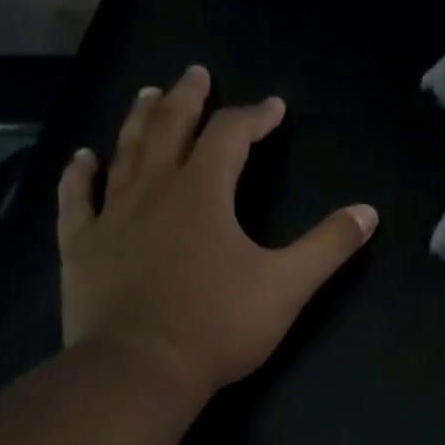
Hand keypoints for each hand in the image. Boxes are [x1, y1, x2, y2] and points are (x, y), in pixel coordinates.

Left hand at [57, 65, 377, 400]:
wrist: (138, 370)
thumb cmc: (217, 324)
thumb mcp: (287, 285)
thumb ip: (329, 245)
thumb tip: (368, 212)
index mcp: (203, 193)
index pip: (230, 136)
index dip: (254, 116)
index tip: (273, 108)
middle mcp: (155, 191)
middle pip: (171, 129)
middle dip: (188, 99)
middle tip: (196, 74)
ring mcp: (112, 217)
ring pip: (125, 154)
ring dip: (139, 121)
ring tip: (148, 95)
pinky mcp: (82, 247)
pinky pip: (76, 200)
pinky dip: (78, 176)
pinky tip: (81, 158)